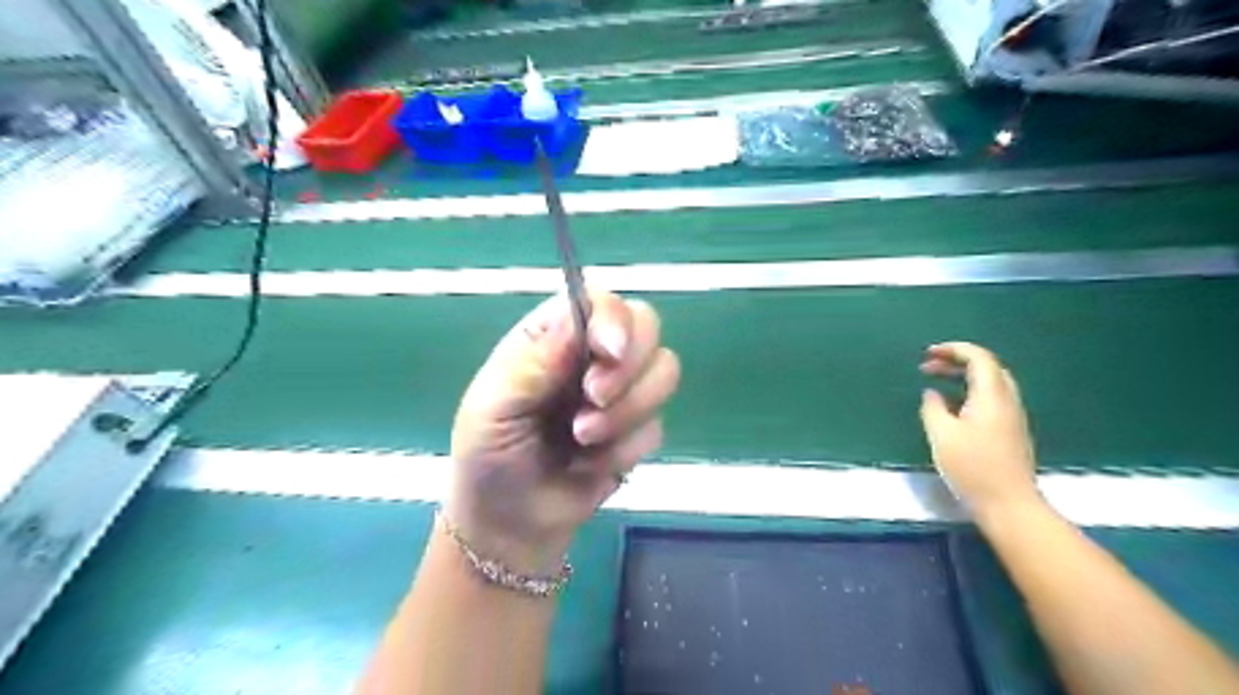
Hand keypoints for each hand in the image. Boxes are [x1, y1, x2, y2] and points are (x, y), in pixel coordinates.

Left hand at [452, 291, 675, 573]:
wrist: (512, 525)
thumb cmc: (490, 459)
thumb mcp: (493, 408)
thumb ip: (532, 363)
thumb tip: (577, 317)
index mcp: (552, 338)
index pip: (599, 302)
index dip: (613, 319)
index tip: (610, 352)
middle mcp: (592, 356)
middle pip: (646, 325)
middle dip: (627, 367)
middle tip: (592, 399)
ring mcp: (620, 392)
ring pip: (664, 372)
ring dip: (628, 411)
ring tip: (582, 439)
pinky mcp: (637, 429)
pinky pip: (658, 425)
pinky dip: (626, 448)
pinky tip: (592, 464)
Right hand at [918, 338, 1043, 516]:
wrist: (1010, 505)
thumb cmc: (973, 468)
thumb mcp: (941, 436)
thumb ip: (933, 408)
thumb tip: (931, 394)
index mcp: (992, 396)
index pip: (979, 358)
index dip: (954, 350)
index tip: (928, 353)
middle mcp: (1007, 401)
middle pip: (987, 368)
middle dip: (957, 361)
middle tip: (928, 366)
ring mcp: (1013, 417)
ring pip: (990, 384)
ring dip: (963, 377)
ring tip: (936, 383)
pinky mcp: (1011, 432)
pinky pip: (991, 399)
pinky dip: (970, 392)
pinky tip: (952, 407)